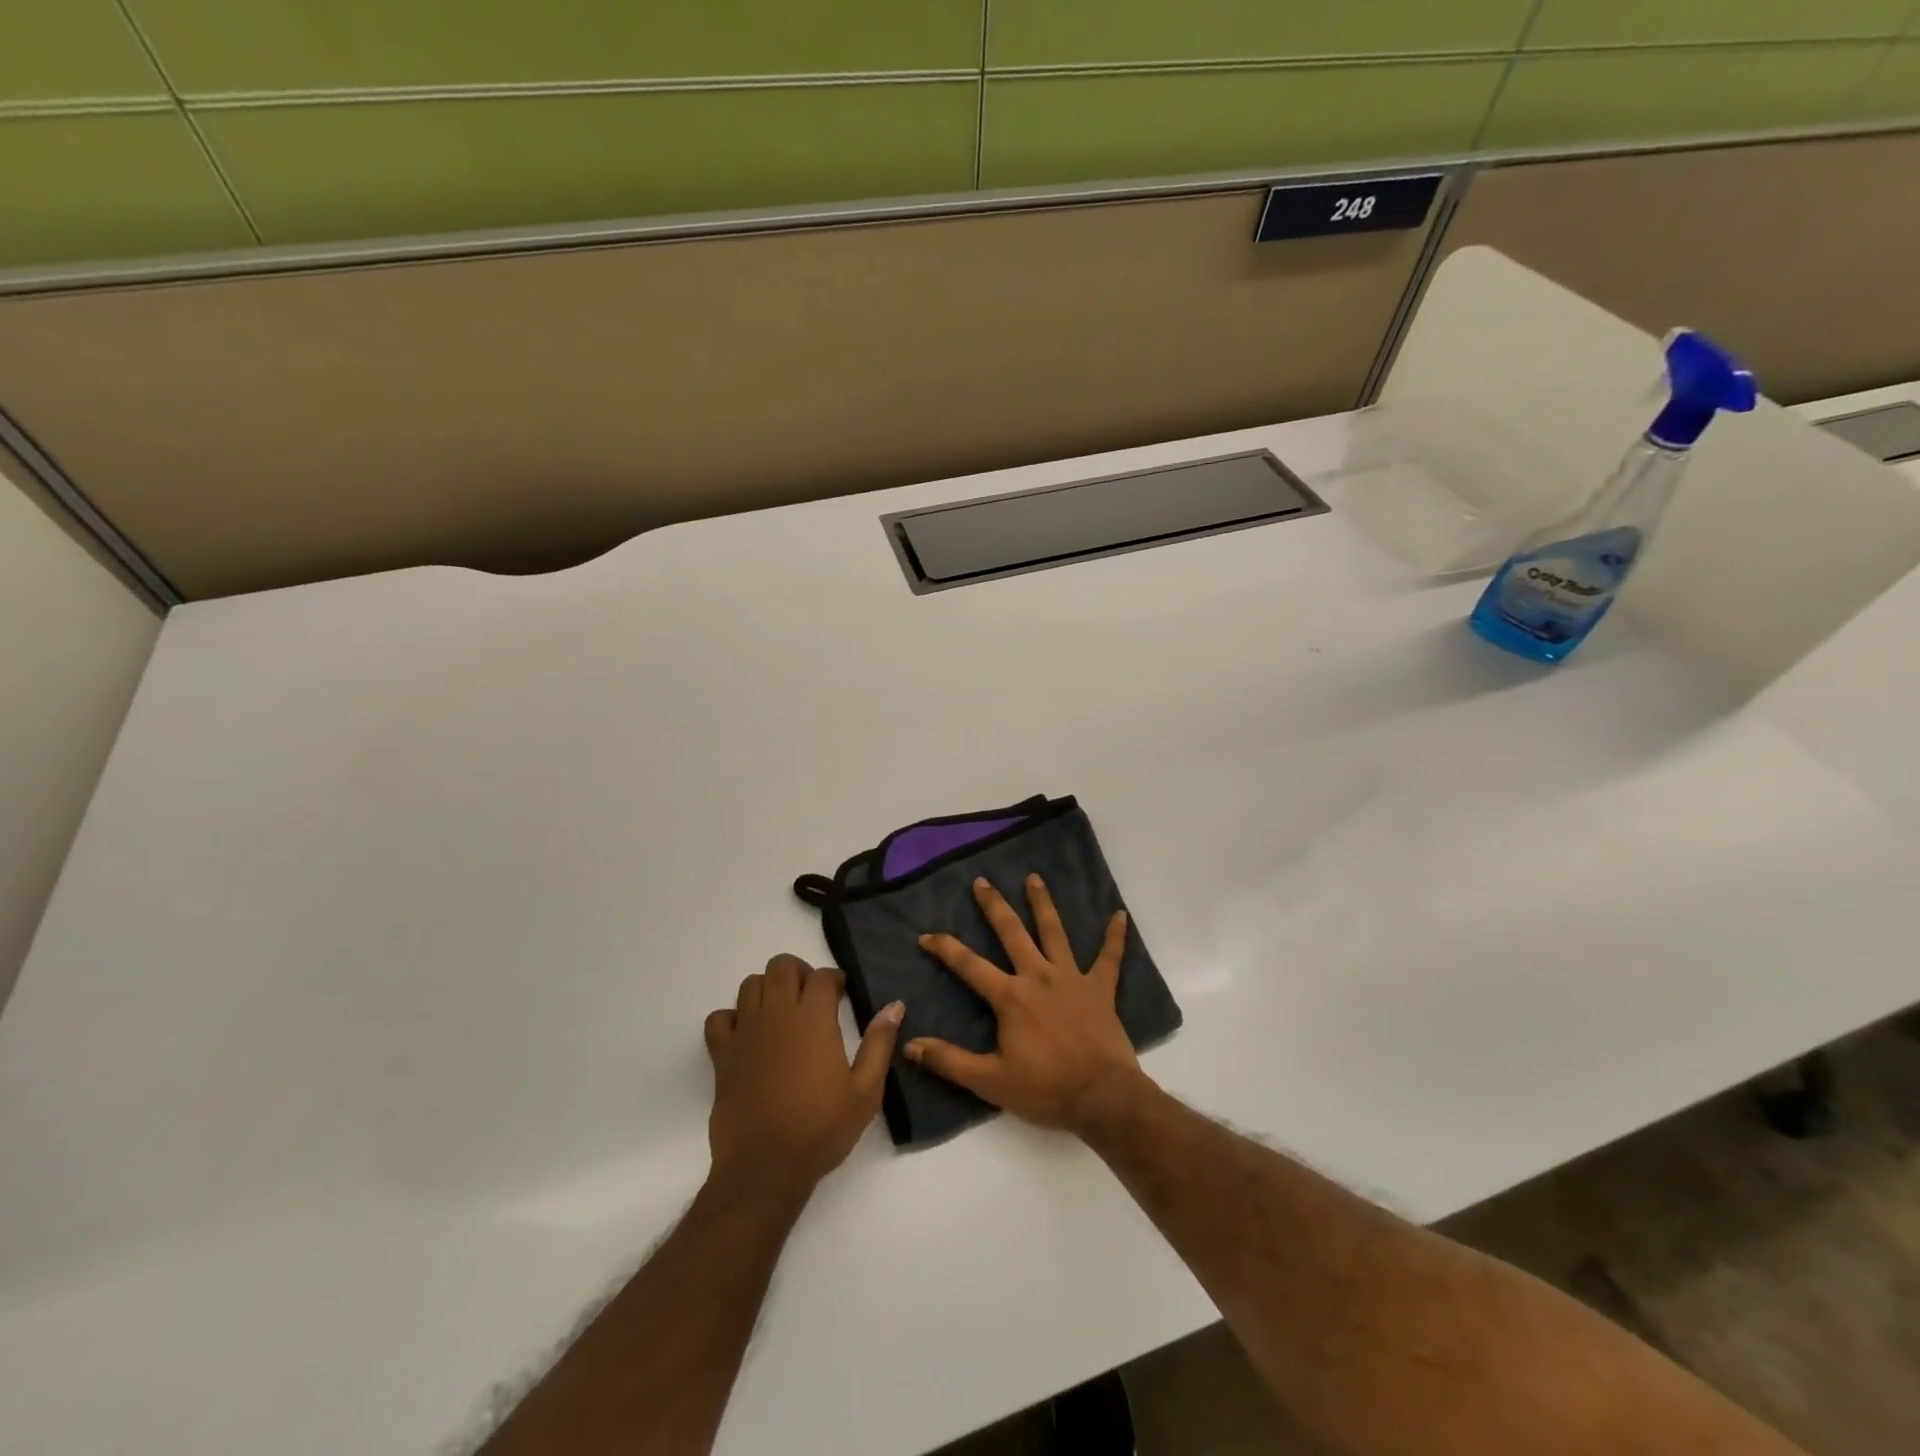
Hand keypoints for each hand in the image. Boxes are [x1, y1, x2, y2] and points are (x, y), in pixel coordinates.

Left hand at [704, 955, 902, 1203]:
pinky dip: (732, 1018)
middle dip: (799, 973)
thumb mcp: (865, 1091)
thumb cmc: (821, 1129)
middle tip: (812, 998)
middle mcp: (777, 1014)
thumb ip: (879, 1043)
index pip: (822, 976)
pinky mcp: (722, 1055)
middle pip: (781, 966)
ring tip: (782, 1012)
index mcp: (813, 1019)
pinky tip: (747, 1035)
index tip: (842, 995)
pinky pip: (719, 1018)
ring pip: (750, 985)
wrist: (765, 1168)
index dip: (835, 979)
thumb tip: (894, 1006)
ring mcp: (745, 1032)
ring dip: (768, 989)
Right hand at [905, 875, 1142, 1134]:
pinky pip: (1109, 958)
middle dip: (994, 906)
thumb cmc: (1045, 1089)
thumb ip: (949, 1061)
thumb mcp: (990, 1081)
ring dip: (1043, 904)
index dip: (945, 948)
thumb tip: (910, 1045)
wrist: (1102, 1097)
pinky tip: (1119, 916)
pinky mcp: (1100, 989)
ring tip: (1034, 878)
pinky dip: (1115, 937)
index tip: (926, 935)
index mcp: (1010, 997)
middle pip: (1012, 933)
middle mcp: (1038, 976)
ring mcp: (1072, 978)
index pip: (969, 965)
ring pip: (1054, 932)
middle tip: (982, 881)